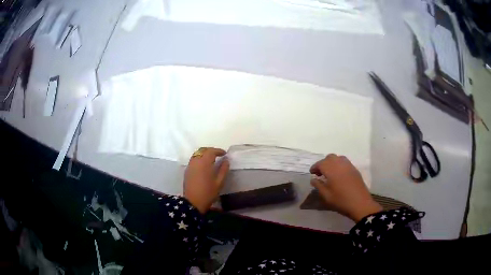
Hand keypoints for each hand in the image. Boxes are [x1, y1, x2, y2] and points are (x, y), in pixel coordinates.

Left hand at [184, 147, 229, 213]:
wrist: (193, 202)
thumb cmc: (208, 193)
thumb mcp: (219, 182)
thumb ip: (223, 170)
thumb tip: (226, 161)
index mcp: (204, 163)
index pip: (211, 151)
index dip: (218, 151)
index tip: (224, 154)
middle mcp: (195, 161)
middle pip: (203, 150)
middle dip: (211, 151)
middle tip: (218, 155)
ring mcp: (190, 165)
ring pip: (197, 154)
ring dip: (204, 154)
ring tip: (211, 159)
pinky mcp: (187, 170)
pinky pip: (193, 159)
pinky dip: (199, 158)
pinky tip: (204, 165)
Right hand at [310, 154, 381, 221]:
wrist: (360, 203)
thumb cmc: (341, 200)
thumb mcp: (326, 195)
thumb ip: (318, 185)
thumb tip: (313, 179)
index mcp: (331, 169)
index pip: (320, 163)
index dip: (315, 167)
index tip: (312, 173)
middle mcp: (340, 164)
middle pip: (329, 158)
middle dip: (323, 163)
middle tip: (320, 173)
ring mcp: (349, 165)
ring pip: (338, 158)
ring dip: (332, 163)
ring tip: (330, 173)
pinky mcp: (354, 169)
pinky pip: (345, 162)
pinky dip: (339, 165)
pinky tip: (339, 175)